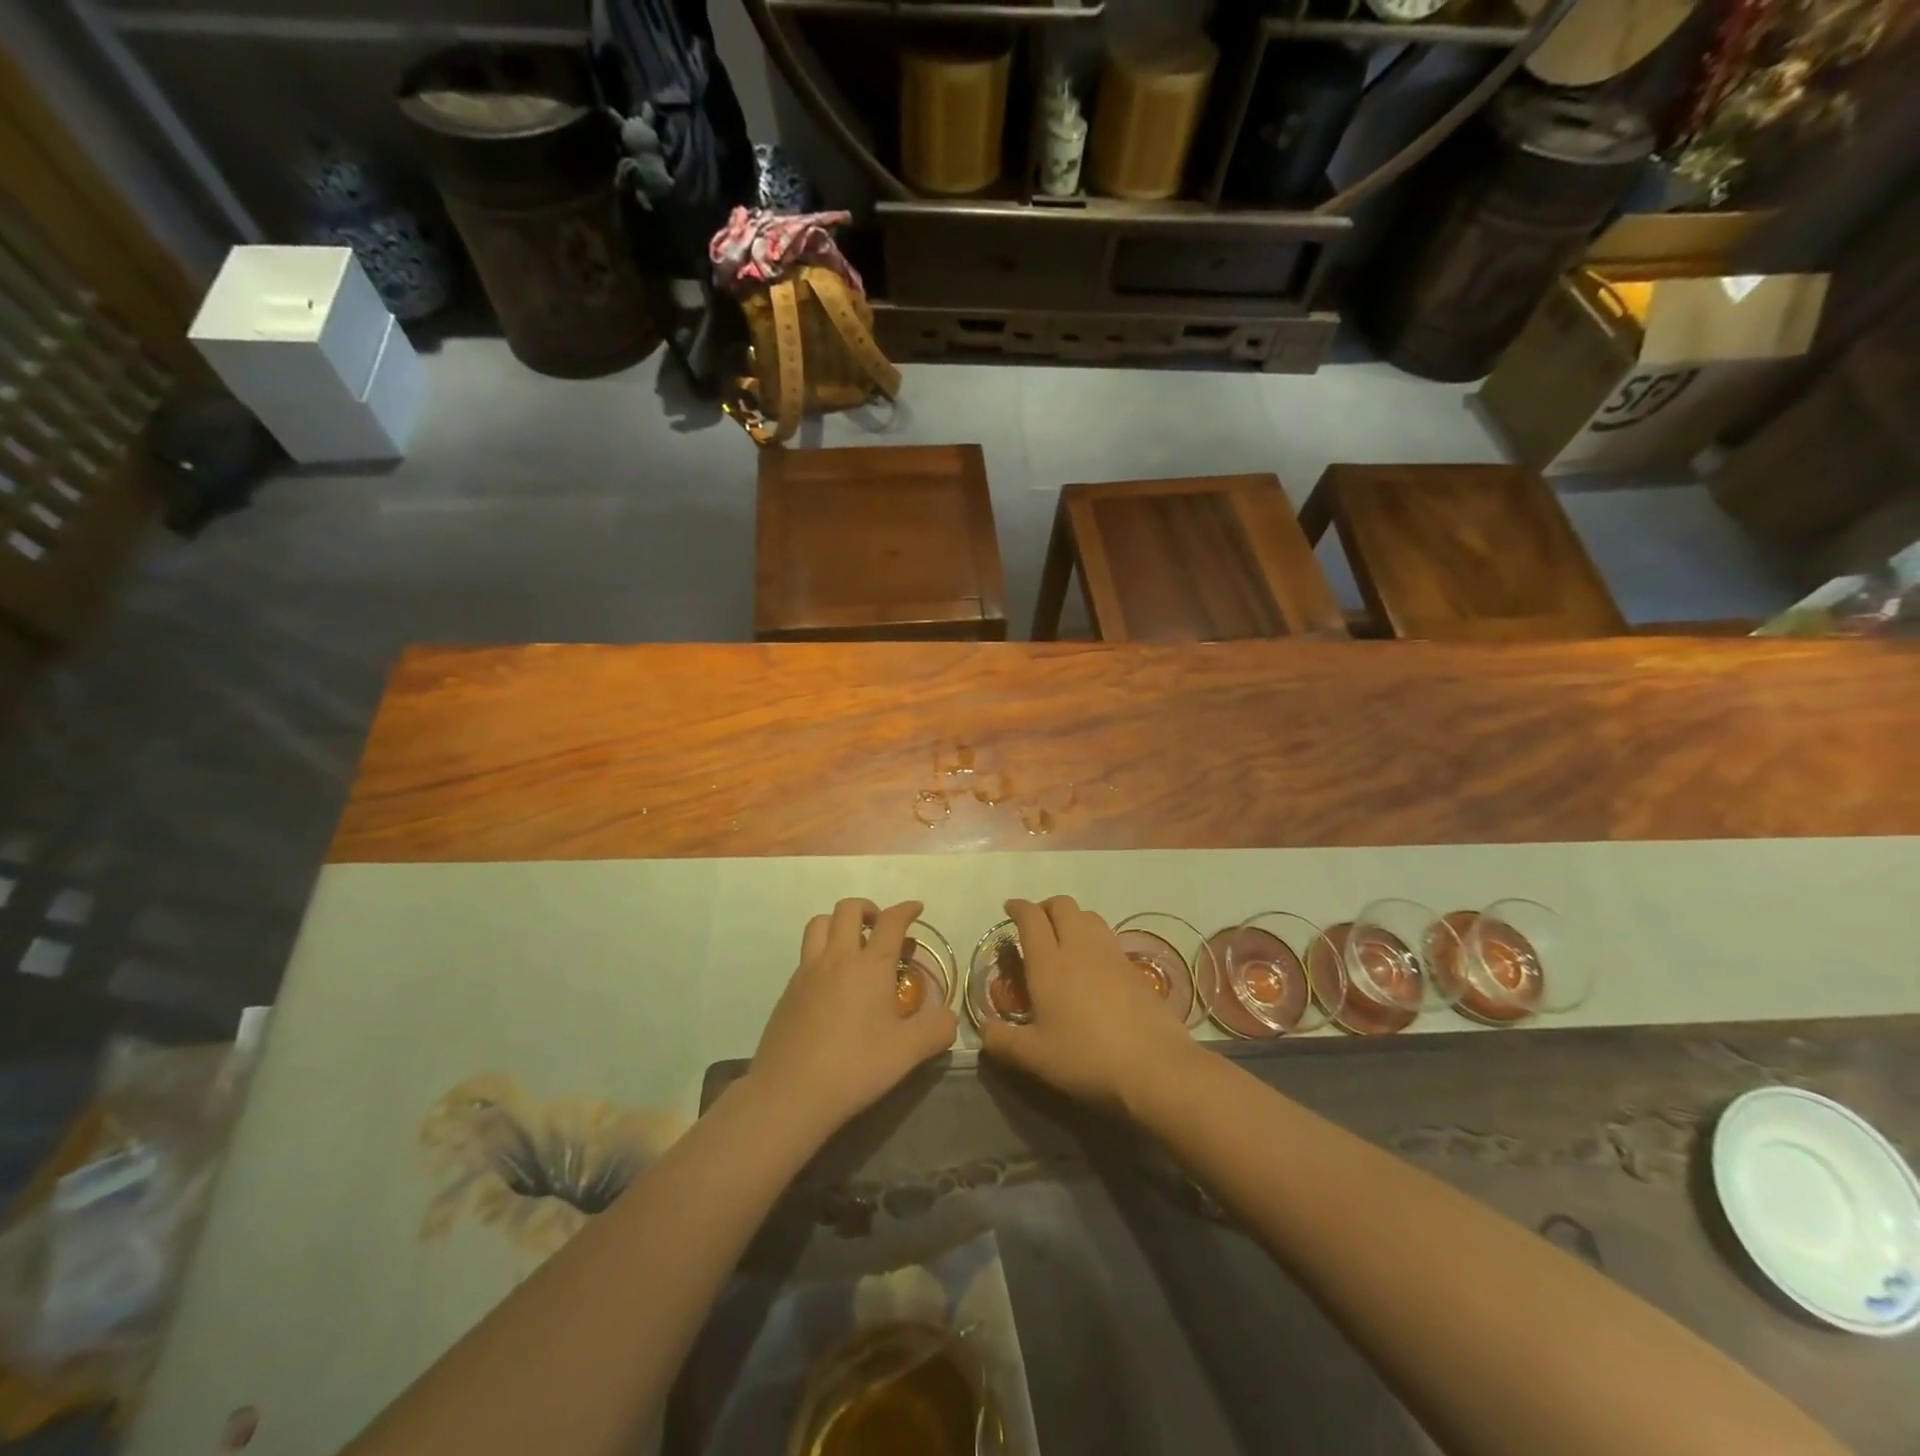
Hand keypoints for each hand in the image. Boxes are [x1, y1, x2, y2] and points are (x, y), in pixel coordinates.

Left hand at [748, 898, 958, 1142]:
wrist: (790, 1093)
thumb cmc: (854, 1067)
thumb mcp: (907, 1053)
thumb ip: (936, 1030)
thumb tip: (950, 1016)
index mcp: (870, 965)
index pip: (891, 921)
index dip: (906, 909)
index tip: (916, 909)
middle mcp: (837, 958)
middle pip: (848, 909)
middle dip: (869, 909)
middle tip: (881, 928)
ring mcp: (807, 972)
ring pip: (819, 923)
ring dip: (839, 923)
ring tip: (853, 945)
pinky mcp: (788, 991)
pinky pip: (806, 954)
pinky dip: (822, 953)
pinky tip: (832, 984)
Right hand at [977, 896, 1197, 1115]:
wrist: (1154, 1066)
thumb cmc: (1086, 1058)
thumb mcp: (1035, 1057)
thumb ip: (1003, 1041)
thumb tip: (983, 1031)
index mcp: (1049, 962)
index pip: (1031, 917)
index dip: (1018, 907)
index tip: (1010, 908)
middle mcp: (1079, 947)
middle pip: (1062, 905)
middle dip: (1045, 907)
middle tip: (1036, 925)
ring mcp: (1110, 954)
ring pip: (1088, 916)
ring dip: (1072, 919)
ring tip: (1063, 941)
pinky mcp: (1134, 968)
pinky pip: (1107, 937)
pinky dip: (1093, 938)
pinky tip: (1092, 966)